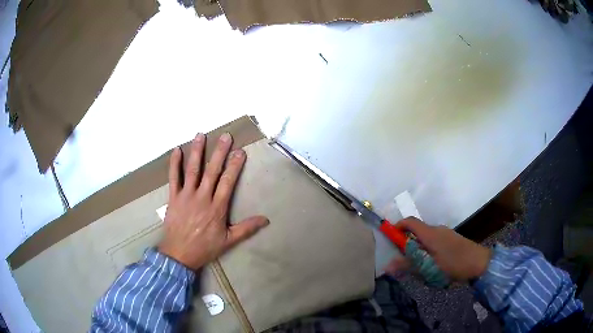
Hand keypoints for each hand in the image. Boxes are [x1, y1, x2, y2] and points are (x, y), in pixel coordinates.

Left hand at [158, 132, 268, 269]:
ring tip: (201, 135)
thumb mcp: (229, 241)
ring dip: (197, 151)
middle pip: (212, 171)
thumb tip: (266, 219)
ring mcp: (186, 196)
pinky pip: (173, 178)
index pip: (228, 182)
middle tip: (225, 136)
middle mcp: (202, 197)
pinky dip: (174, 163)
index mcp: (217, 207)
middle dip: (219, 152)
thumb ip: (246, 228)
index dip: (234, 166)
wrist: (179, 254)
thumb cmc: (204, 248)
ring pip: (192, 170)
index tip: (240, 152)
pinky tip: (176, 150)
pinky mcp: (174, 197)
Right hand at [384, 217, 490, 280]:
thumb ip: (409, 266)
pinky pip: (434, 241)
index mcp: (430, 233)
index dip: (398, 227)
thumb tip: (387, 266)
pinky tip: (432, 265)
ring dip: (418, 249)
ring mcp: (445, 233)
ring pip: (425, 238)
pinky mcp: (451, 239)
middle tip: (404, 261)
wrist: (479, 262)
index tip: (390, 238)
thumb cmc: (454, 264)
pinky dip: (427, 250)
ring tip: (419, 266)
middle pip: (416, 231)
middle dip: (407, 244)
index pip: (410, 222)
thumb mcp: (429, 268)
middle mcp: (437, 229)